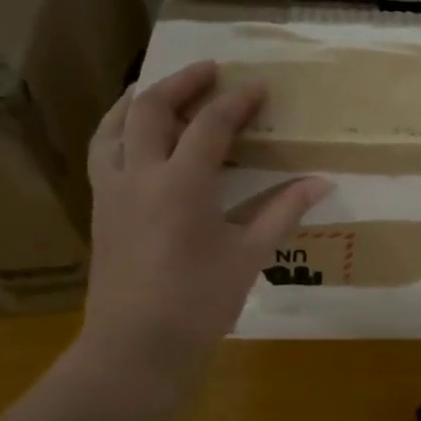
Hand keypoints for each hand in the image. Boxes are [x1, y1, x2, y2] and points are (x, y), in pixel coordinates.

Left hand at [72, 62, 329, 400]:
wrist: (135, 349)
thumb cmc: (198, 304)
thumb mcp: (248, 256)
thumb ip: (282, 212)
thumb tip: (321, 182)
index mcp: (182, 184)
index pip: (210, 125)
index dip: (237, 102)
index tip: (258, 87)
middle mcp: (140, 175)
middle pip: (151, 108)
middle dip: (182, 82)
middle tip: (210, 71)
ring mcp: (111, 191)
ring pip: (114, 126)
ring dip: (138, 99)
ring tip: (160, 88)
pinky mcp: (99, 210)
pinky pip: (103, 152)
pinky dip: (119, 130)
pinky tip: (135, 138)